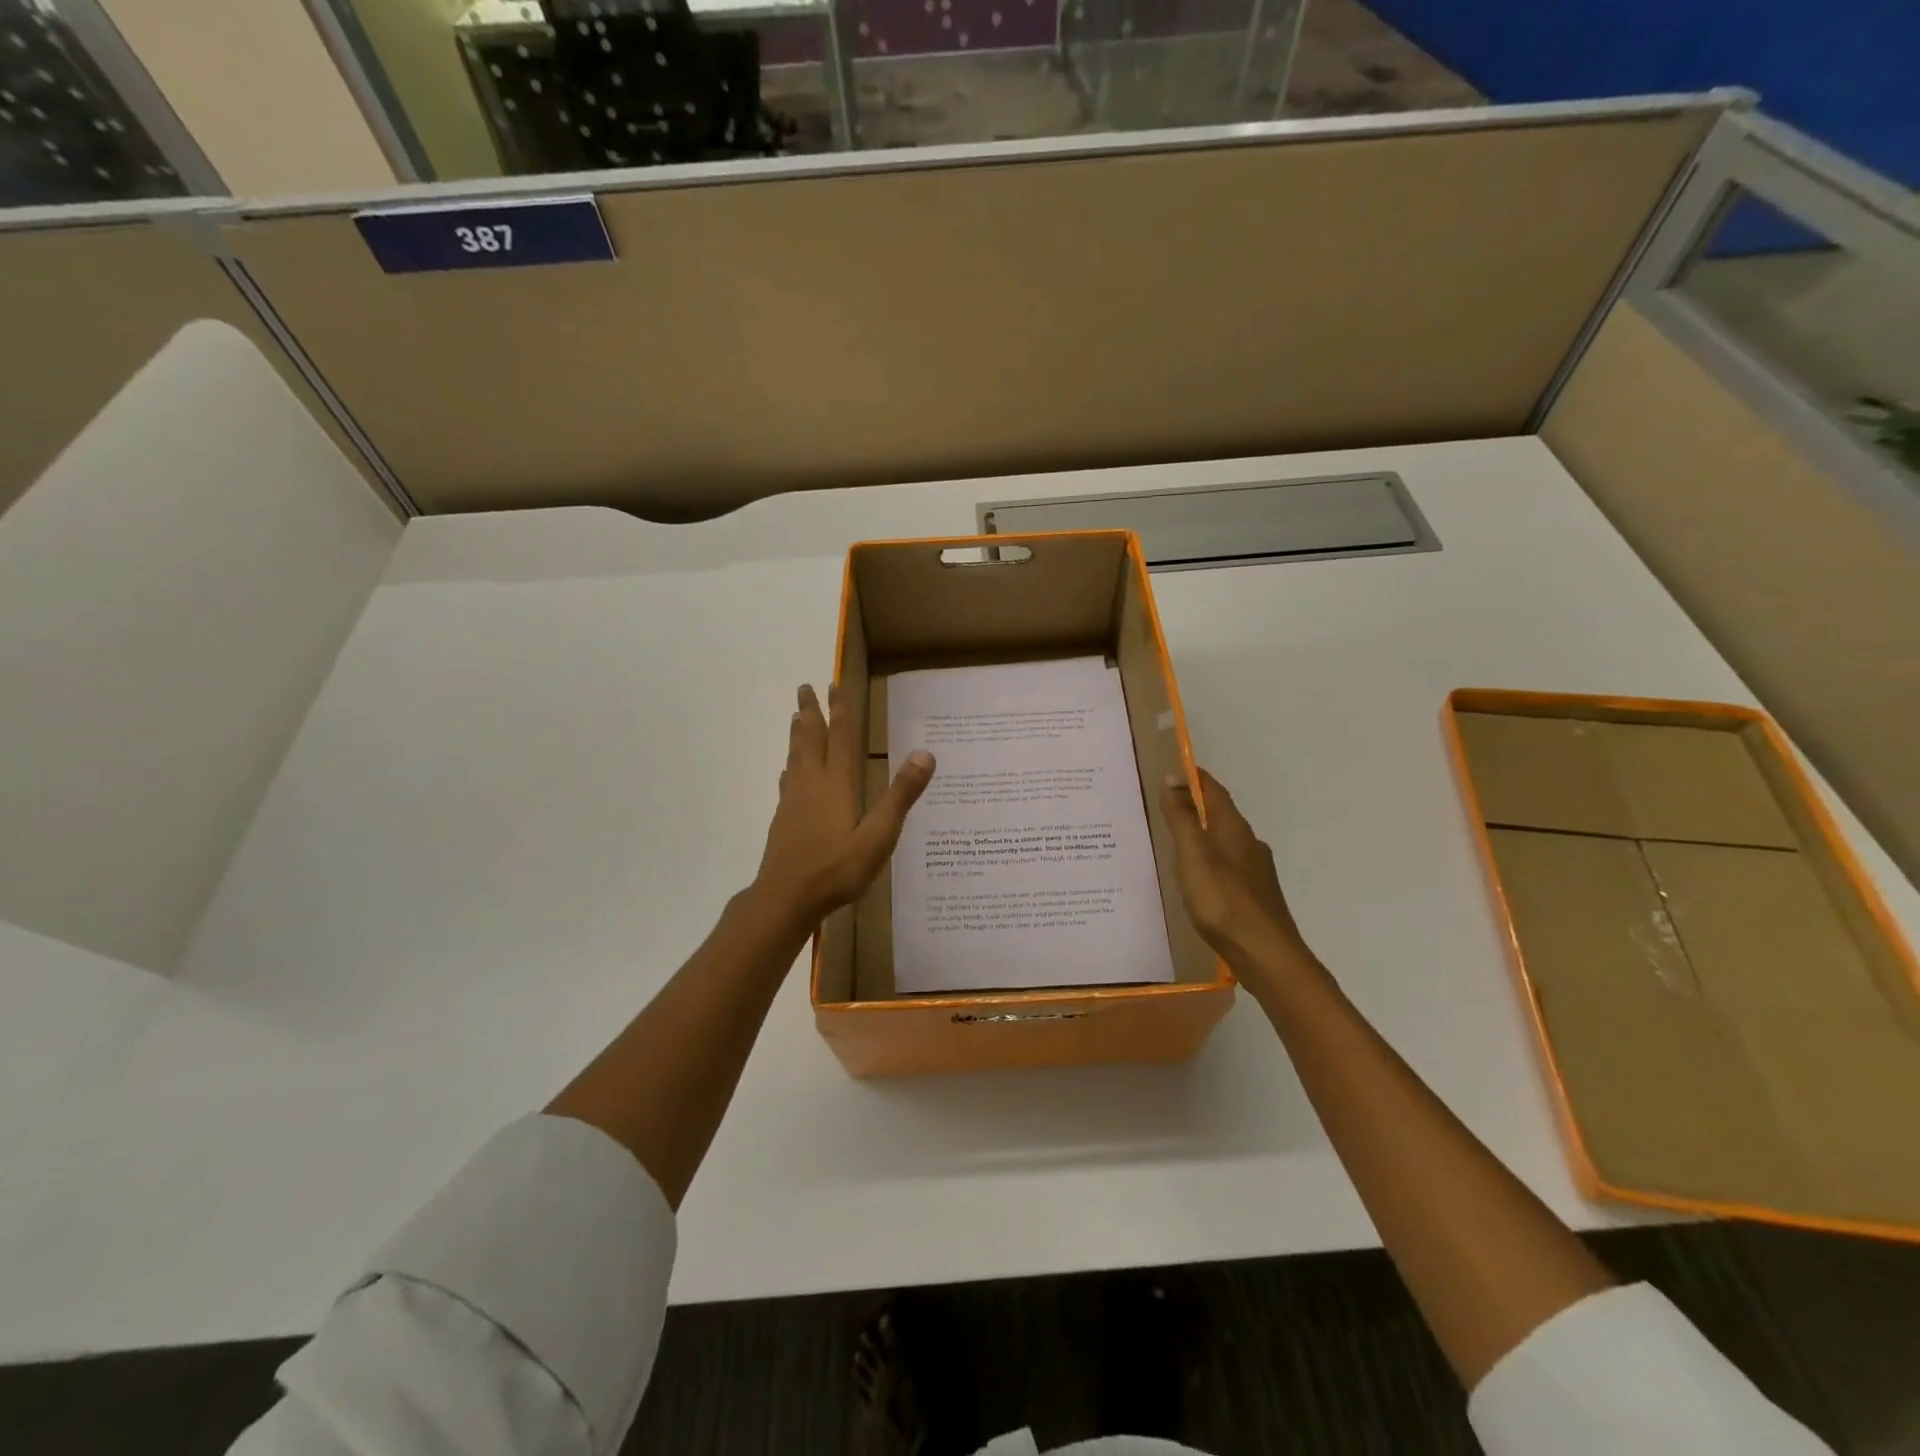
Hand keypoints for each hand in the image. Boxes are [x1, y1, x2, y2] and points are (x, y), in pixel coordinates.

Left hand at [754, 683, 934, 925]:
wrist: (786, 898)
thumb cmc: (836, 869)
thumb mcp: (878, 835)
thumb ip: (900, 795)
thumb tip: (925, 753)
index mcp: (837, 783)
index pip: (841, 737)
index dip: (841, 711)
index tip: (834, 684)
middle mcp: (812, 784)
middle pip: (811, 739)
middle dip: (811, 712)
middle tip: (805, 687)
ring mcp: (794, 801)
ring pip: (796, 756)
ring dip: (798, 733)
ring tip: (795, 716)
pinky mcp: (784, 818)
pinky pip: (788, 780)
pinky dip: (790, 765)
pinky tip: (788, 771)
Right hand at [1162, 769, 1317, 976]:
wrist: (1266, 955)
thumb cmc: (1223, 900)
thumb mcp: (1193, 855)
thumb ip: (1182, 817)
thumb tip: (1173, 777)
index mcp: (1233, 828)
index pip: (1213, 790)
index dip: (1194, 778)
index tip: (1172, 768)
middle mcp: (1249, 844)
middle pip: (1220, 815)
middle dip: (1195, 806)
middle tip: (1163, 805)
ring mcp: (1255, 872)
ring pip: (1224, 842)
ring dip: (1202, 835)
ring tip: (1174, 842)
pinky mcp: (1255, 896)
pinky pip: (1227, 867)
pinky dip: (1209, 862)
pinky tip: (1196, 879)